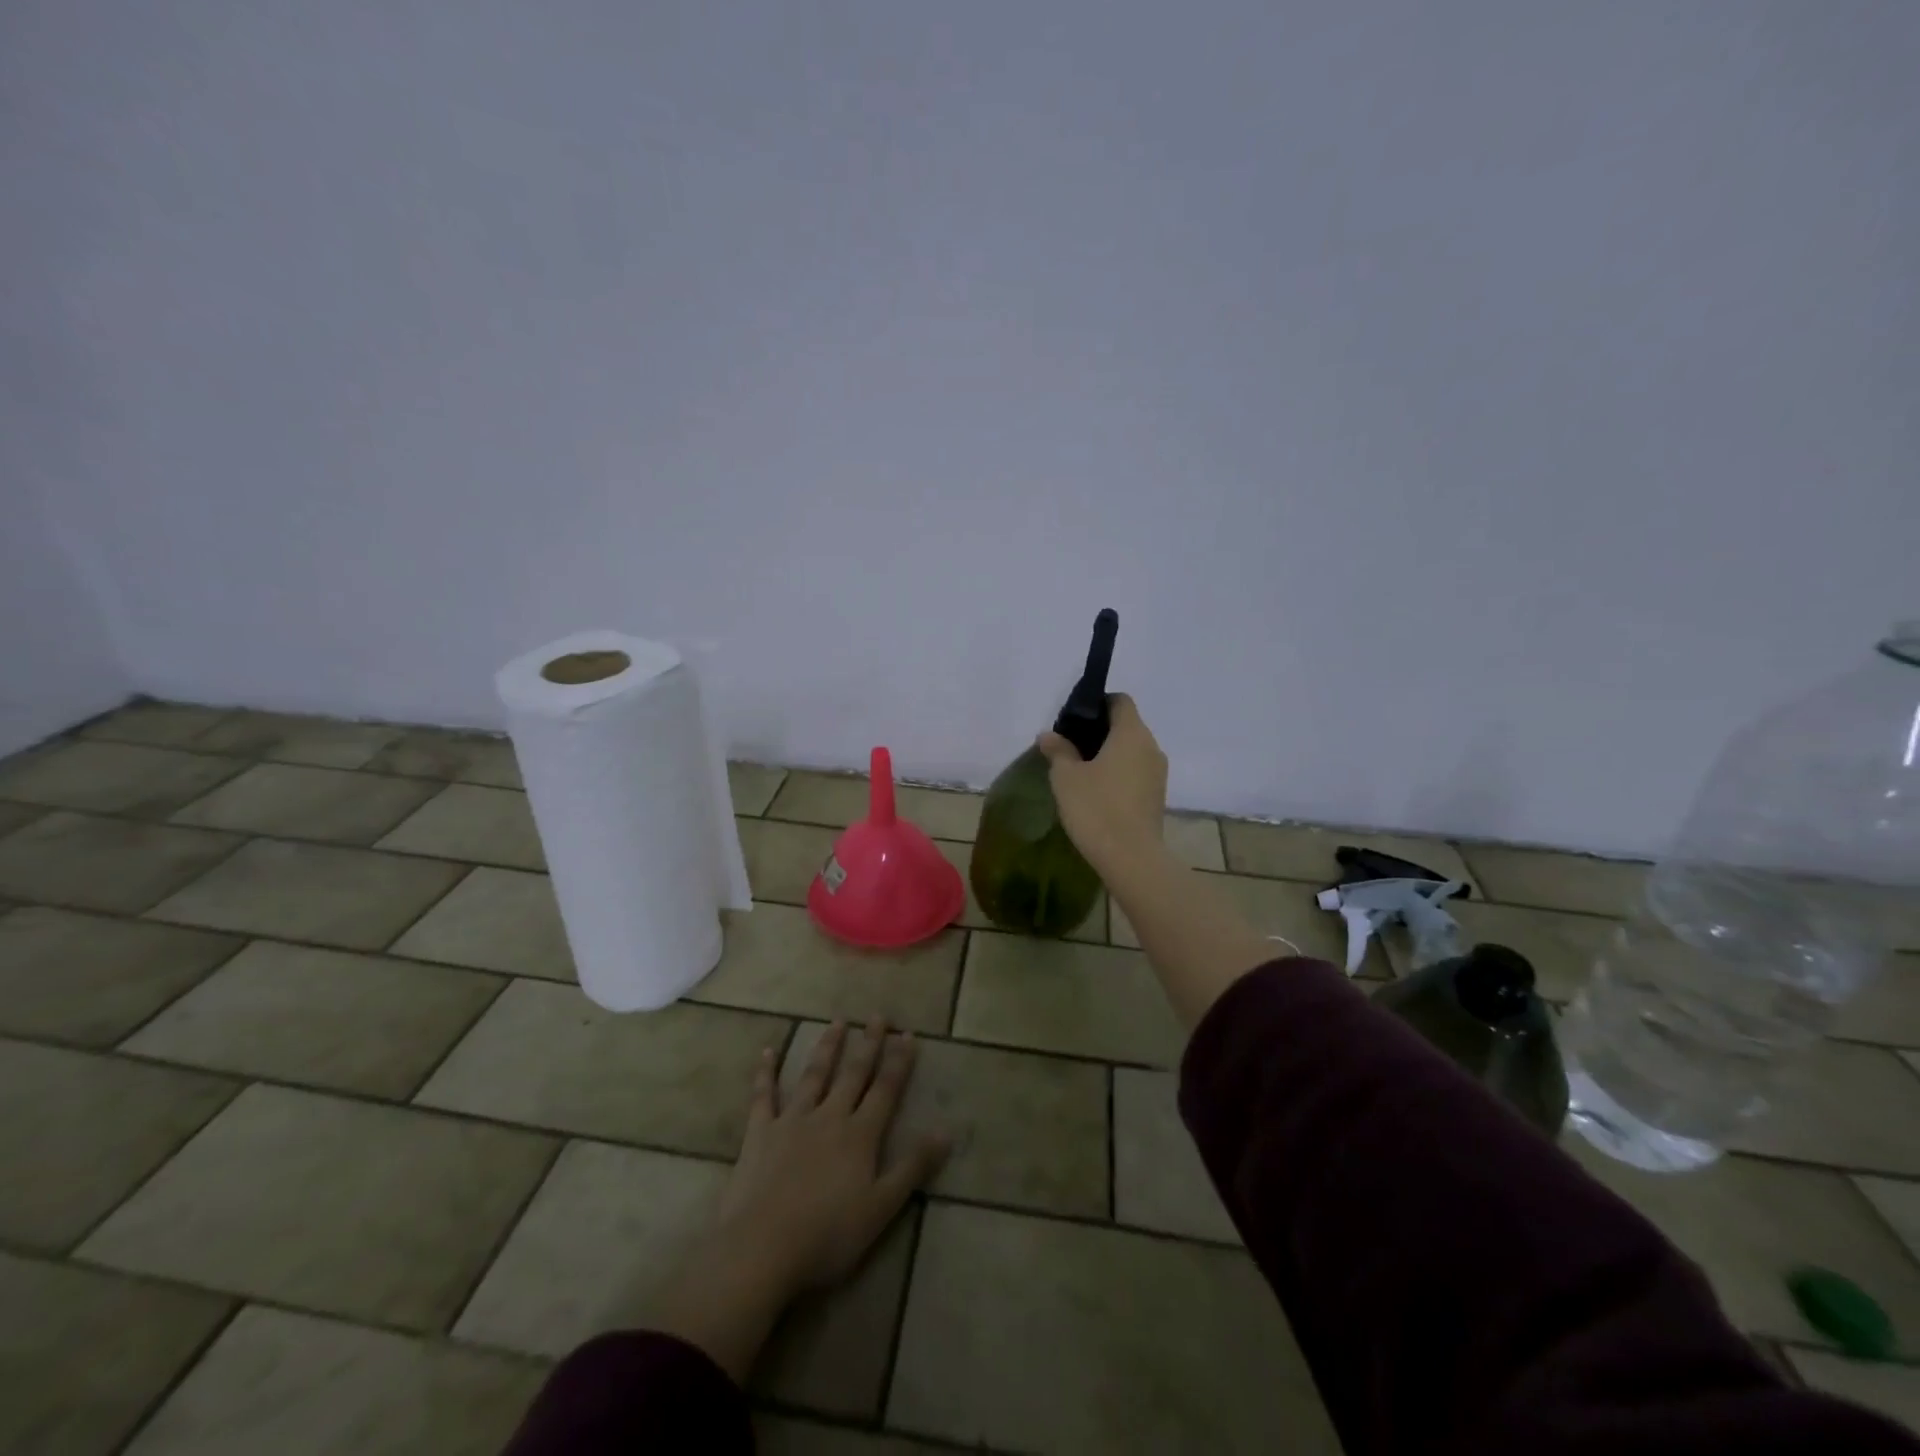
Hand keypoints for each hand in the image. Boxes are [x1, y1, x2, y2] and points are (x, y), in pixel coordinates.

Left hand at [650, 1019, 947, 1383]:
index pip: (885, 1090)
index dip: (898, 1062)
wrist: (761, 1248)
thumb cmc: (827, 1235)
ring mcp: (792, 1121)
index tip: (907, 1034)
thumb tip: (946, 1130)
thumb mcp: (881, 1207)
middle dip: (868, 1044)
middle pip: (853, 1074)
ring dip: (827, 1047)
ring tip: (837, 1022)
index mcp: (860, 1135)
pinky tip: (768, 1051)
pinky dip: (766, 1072)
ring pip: (814, 1076)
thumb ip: (913, 1166)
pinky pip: (763, 1096)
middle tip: (877, 1015)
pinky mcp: (760, 1133)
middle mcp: (829, 1117)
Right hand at [1036, 693, 1168, 874]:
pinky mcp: (1157, 796)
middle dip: (1100, 731)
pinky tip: (1097, 792)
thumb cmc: (1096, 808)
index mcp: (1131, 733)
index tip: (1074, 720)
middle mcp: (1151, 747)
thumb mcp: (1066, 777)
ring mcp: (1158, 773)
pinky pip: (1136, 772)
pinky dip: (1119, 773)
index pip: (1120, 701)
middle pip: (1126, 725)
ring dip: (1110, 754)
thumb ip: (1058, 750)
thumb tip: (1048, 735)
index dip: (1097, 704)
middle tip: (1071, 746)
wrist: (1131, 858)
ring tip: (1081, 771)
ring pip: (1132, 751)